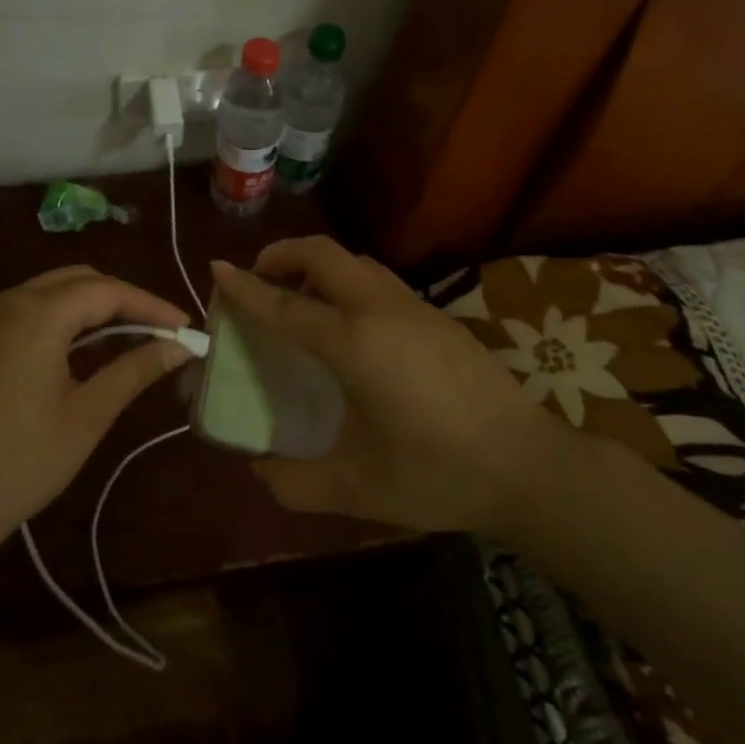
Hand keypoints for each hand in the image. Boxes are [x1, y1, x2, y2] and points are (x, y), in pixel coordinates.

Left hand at [0, 266, 192, 563]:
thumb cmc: (19, 463)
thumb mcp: (87, 417)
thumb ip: (135, 370)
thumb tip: (179, 347)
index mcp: (36, 314)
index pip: (106, 291)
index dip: (150, 305)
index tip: (184, 327)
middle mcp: (5, 302)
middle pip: (77, 280)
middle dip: (121, 300)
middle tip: (159, 331)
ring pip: (49, 293)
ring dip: (89, 308)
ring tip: (126, 339)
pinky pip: (23, 312)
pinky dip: (58, 320)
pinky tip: (76, 353)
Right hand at [211, 238, 561, 535]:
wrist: (528, 467)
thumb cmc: (437, 475)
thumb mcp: (356, 488)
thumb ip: (295, 482)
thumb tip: (259, 468)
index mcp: (356, 344)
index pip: (286, 305)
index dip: (246, 288)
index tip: (216, 269)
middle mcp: (382, 311)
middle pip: (324, 255)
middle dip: (283, 255)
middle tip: (260, 279)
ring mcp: (415, 308)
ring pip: (355, 262)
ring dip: (319, 266)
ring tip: (300, 298)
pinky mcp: (437, 316)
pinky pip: (378, 280)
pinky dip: (347, 282)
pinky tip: (349, 324)